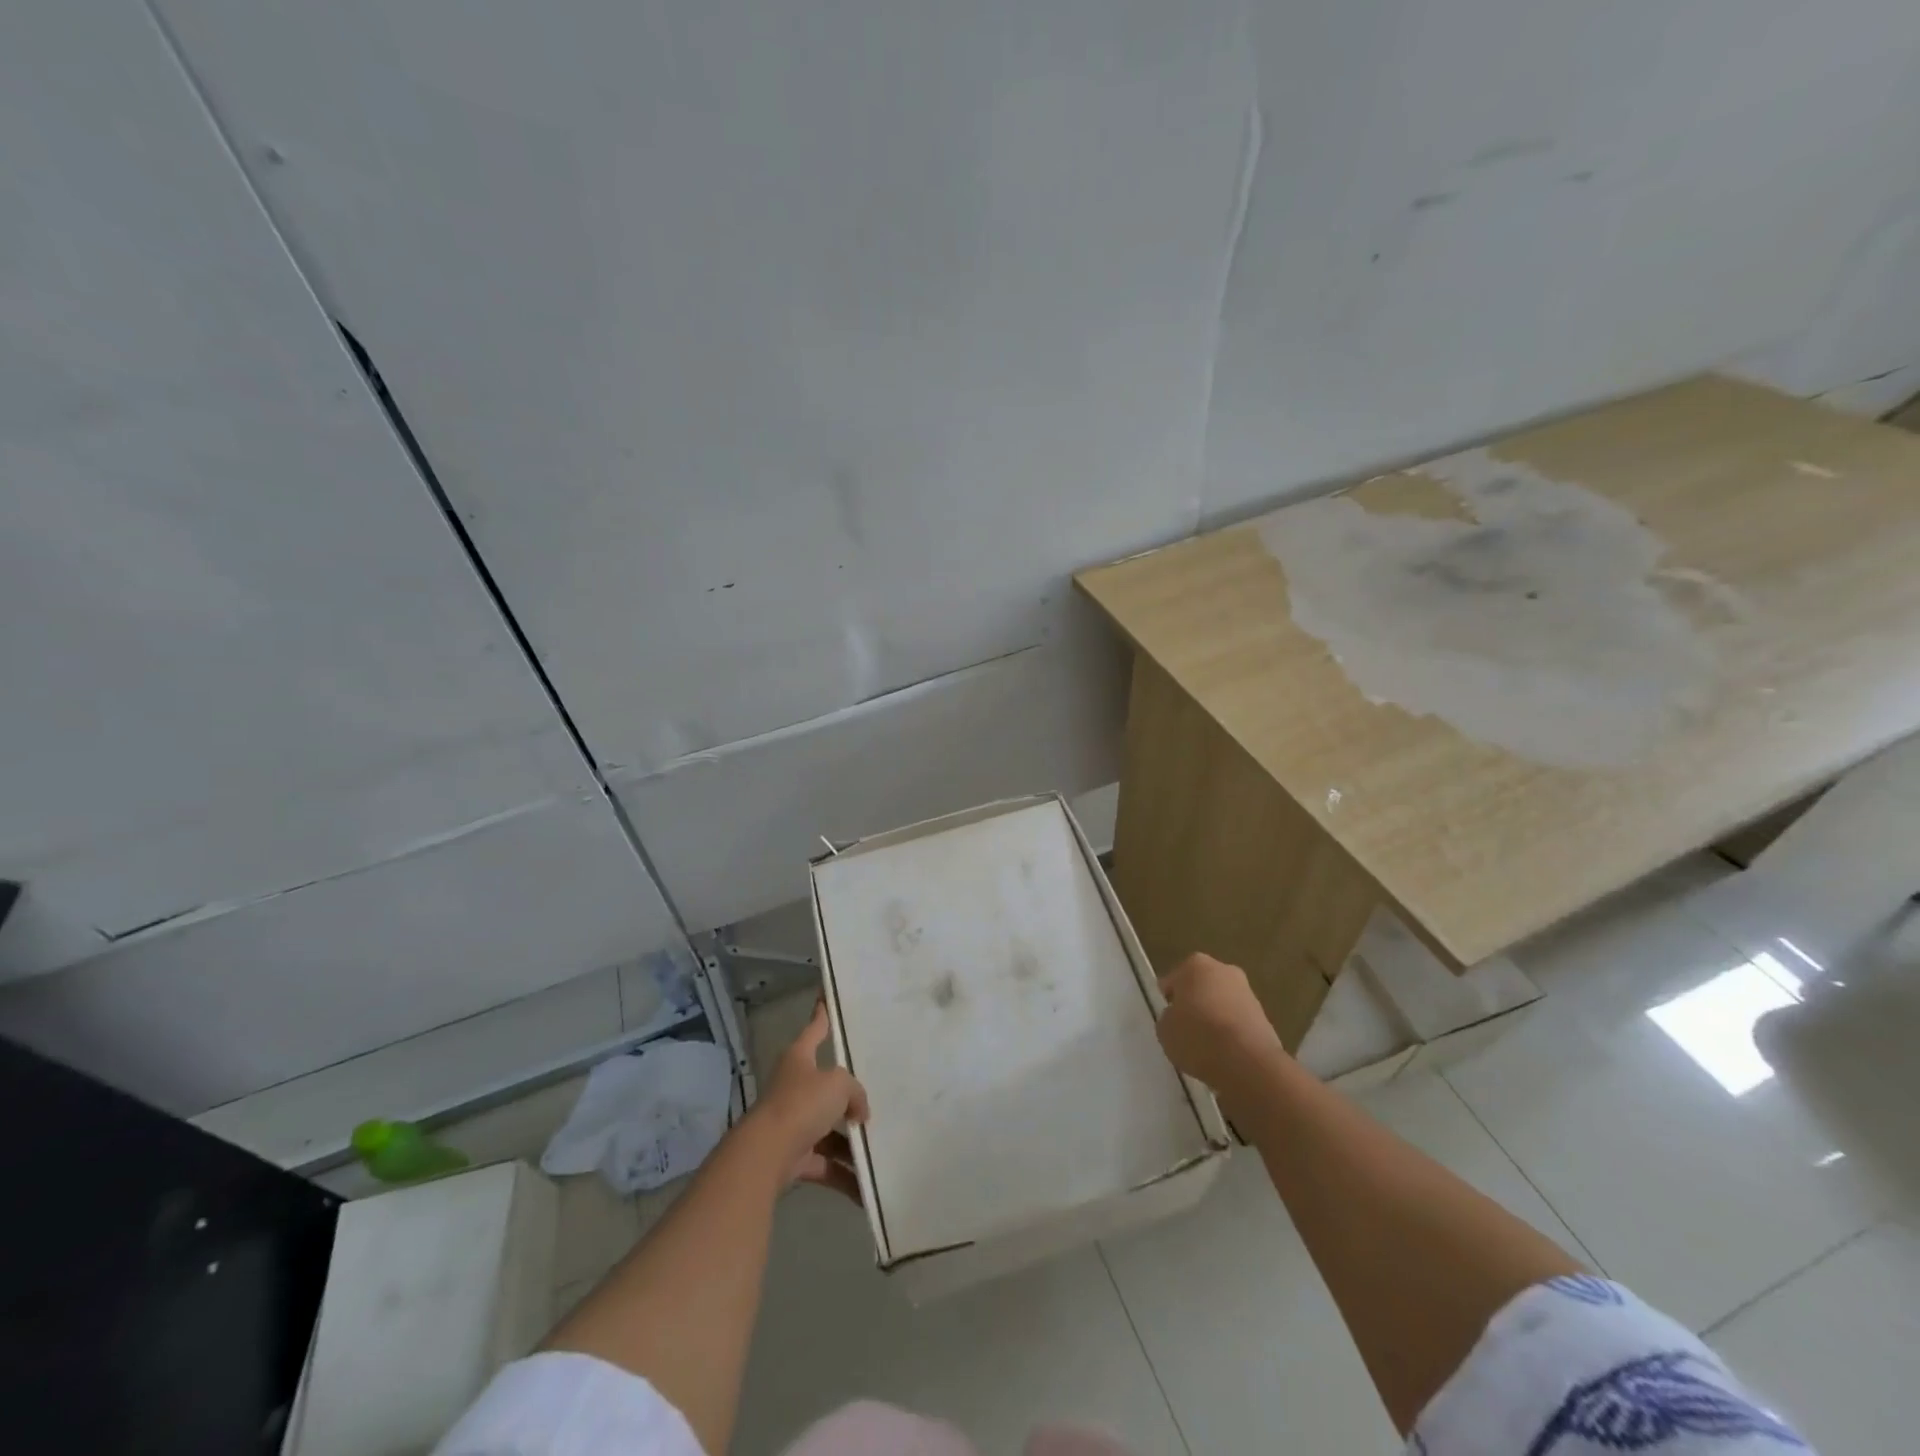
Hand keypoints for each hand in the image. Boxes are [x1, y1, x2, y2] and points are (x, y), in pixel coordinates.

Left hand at [749, 999, 869, 1201]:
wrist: (765, 1156)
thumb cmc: (800, 1105)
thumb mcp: (838, 1084)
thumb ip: (854, 1091)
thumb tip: (858, 1112)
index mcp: (799, 1059)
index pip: (814, 1029)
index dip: (822, 1014)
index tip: (825, 997)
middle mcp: (794, 1087)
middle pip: (826, 1087)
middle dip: (848, 1098)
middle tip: (874, 1099)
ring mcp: (793, 1123)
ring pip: (829, 1130)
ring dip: (851, 1144)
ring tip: (880, 1150)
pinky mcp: (793, 1158)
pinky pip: (826, 1165)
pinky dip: (845, 1176)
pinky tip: (867, 1188)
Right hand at [1156, 953, 1284, 1092]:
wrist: (1247, 1062)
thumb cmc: (1197, 1036)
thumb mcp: (1164, 1029)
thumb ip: (1169, 1017)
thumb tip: (1178, 1018)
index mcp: (1195, 965)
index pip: (1174, 980)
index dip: (1168, 1000)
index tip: (1168, 1019)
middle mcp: (1224, 970)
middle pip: (1202, 987)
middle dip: (1195, 1003)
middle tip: (1186, 1029)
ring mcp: (1248, 993)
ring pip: (1223, 1003)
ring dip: (1215, 1018)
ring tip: (1207, 1046)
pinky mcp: (1266, 1017)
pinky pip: (1239, 1023)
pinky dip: (1232, 1033)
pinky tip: (1225, 1054)